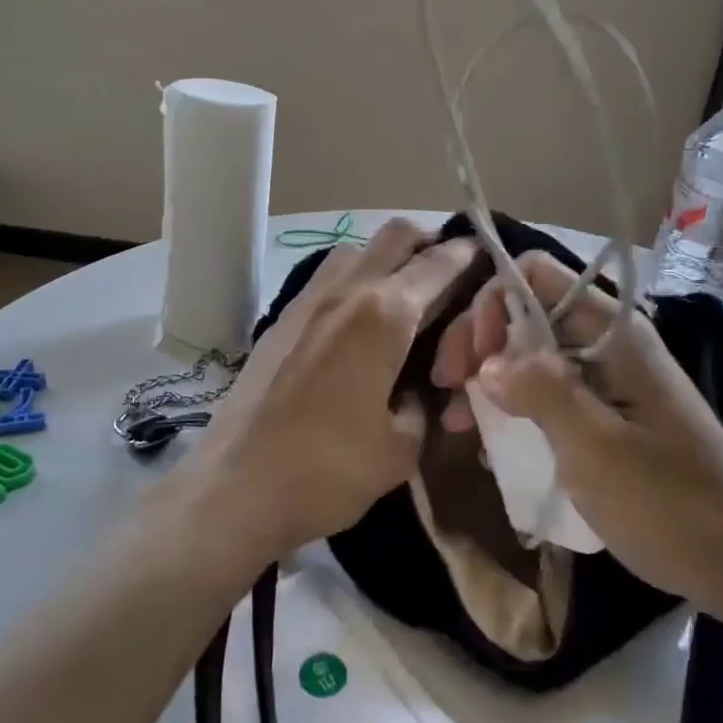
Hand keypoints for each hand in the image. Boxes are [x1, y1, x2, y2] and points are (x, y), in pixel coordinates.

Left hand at [192, 219, 476, 560]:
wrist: (235, 487)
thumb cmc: (328, 471)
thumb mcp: (401, 449)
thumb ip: (422, 405)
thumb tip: (416, 388)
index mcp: (385, 316)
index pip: (438, 264)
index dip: (468, 255)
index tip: (486, 256)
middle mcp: (347, 292)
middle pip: (395, 234)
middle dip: (429, 241)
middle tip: (448, 271)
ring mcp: (307, 300)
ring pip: (356, 249)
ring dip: (387, 257)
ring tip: (403, 295)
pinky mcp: (281, 318)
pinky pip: (328, 276)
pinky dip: (355, 278)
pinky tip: (358, 321)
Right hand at [430, 250, 722, 604]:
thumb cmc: (668, 503)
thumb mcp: (595, 447)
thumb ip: (540, 390)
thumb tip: (487, 362)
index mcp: (612, 332)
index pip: (536, 275)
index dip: (493, 303)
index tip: (473, 360)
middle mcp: (606, 344)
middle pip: (526, 314)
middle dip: (481, 344)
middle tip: (449, 390)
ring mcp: (606, 381)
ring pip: (531, 356)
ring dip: (490, 381)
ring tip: (458, 424)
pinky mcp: (604, 417)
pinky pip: (547, 395)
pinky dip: (514, 410)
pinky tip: (490, 445)